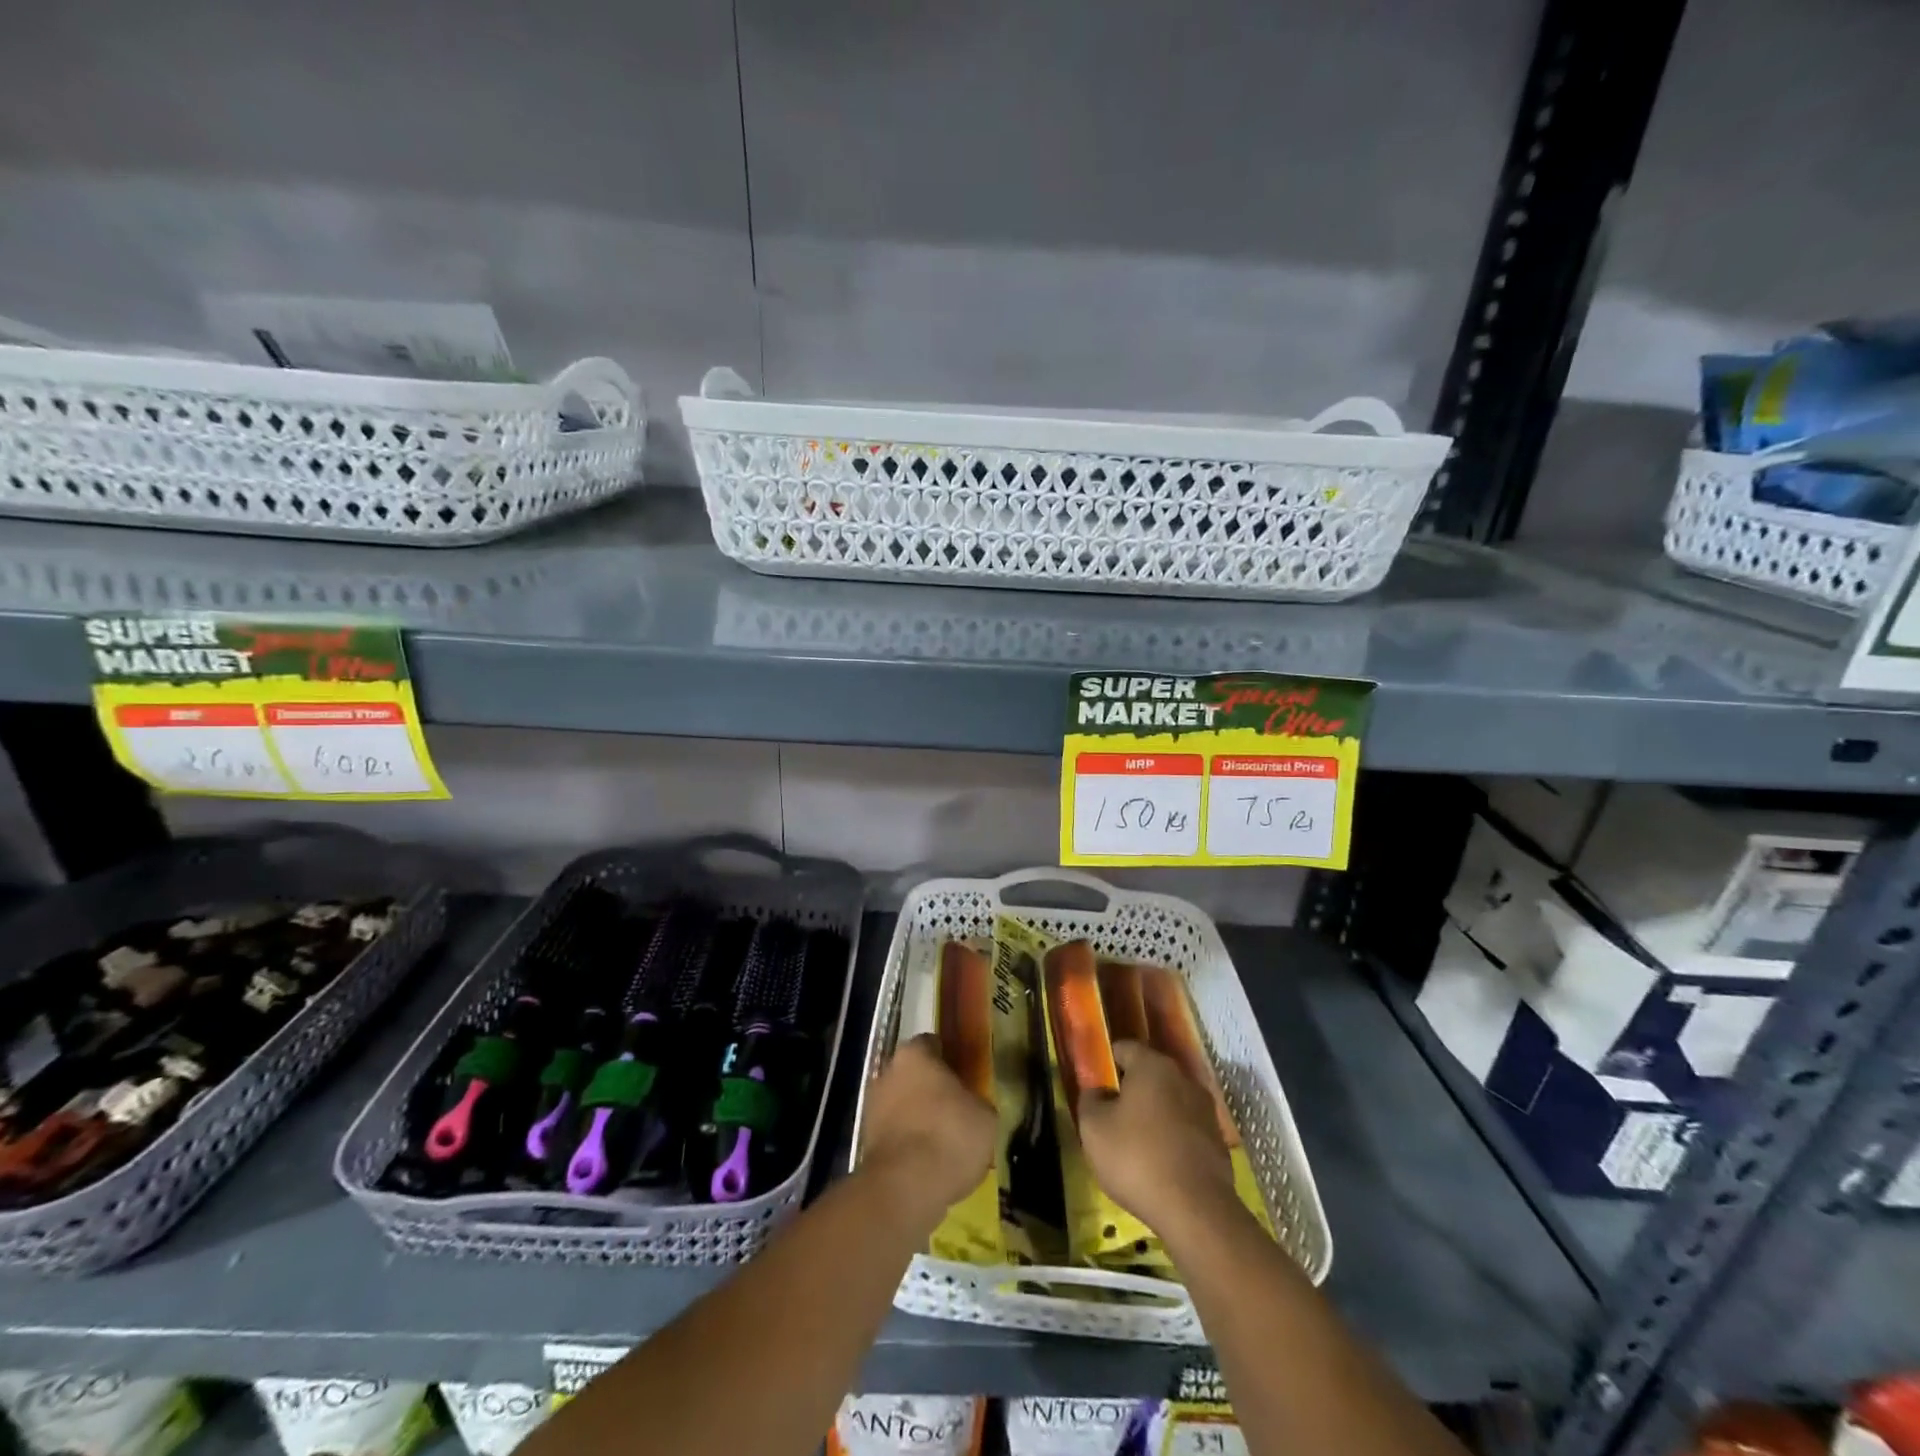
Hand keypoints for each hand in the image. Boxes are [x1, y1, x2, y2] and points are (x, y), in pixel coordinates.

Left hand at [859, 1034, 995, 1231]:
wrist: (905, 1188)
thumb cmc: (950, 1136)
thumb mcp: (984, 1115)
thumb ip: (976, 1101)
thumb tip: (971, 1105)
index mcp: (914, 1055)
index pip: (932, 1044)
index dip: (950, 1058)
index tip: (965, 1076)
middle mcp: (887, 1072)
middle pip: (913, 1074)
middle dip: (931, 1089)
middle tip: (957, 1109)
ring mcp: (872, 1107)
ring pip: (902, 1105)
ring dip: (918, 1117)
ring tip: (945, 1141)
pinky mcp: (865, 1142)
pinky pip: (895, 1134)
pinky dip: (908, 1143)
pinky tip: (929, 1162)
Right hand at [1077, 1041, 1237, 1240]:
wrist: (1196, 1211)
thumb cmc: (1137, 1158)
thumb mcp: (1093, 1128)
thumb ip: (1089, 1100)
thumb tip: (1096, 1091)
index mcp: (1152, 1065)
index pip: (1124, 1048)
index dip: (1106, 1062)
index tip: (1096, 1085)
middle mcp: (1183, 1078)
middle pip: (1150, 1074)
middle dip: (1131, 1089)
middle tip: (1111, 1115)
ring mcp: (1205, 1109)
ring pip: (1170, 1101)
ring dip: (1154, 1114)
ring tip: (1136, 1142)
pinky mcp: (1218, 1140)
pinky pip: (1186, 1128)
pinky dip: (1172, 1137)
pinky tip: (1160, 1162)